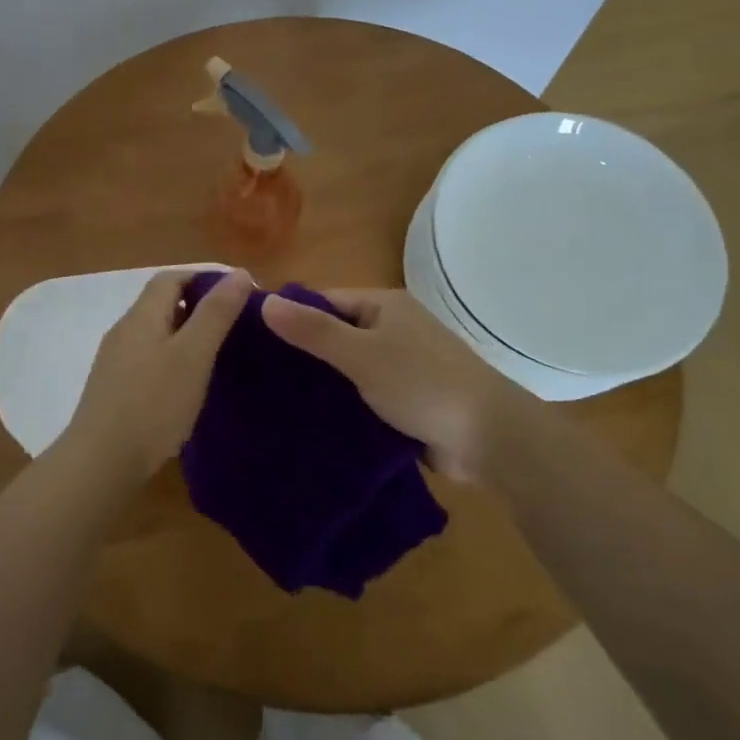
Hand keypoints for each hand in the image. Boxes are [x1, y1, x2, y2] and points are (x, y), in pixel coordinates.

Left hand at [60, 268, 253, 484]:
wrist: (101, 462)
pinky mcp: (115, 389)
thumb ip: (216, 313)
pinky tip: (189, 383)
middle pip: (161, 303)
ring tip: (218, 352)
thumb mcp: (193, 355)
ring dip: (186, 333)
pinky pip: (148, 358)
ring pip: (156, 332)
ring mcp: (115, 361)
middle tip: (235, 324)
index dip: (204, 277)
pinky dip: (173, 358)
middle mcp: (124, 331)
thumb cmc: (152, 404)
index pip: (171, 278)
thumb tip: (240, 273)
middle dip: (198, 305)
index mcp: (141, 316)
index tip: (239, 294)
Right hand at [261, 287, 532, 482]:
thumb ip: (314, 330)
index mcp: (384, 306)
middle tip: (256, 376)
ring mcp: (401, 365)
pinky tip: (309, 421)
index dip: (290, 316)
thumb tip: (264, 301)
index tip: (251, 340)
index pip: (324, 301)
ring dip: (321, 383)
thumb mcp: (362, 354)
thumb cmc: (423, 384)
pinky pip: (363, 394)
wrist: (488, 438)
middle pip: (335, 334)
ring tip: (272, 400)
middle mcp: (392, 329)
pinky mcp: (405, 399)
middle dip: (302, 354)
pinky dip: (341, 404)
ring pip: (347, 368)